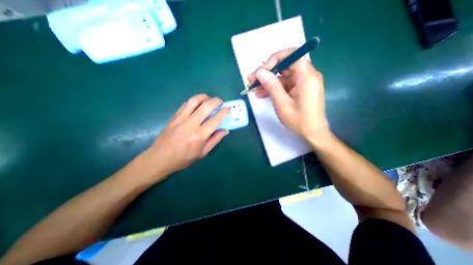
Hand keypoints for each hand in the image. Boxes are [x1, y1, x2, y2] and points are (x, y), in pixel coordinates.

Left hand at [134, 94, 230, 182]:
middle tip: (220, 102)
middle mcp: (191, 124)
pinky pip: (185, 104)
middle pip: (206, 106)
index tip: (228, 109)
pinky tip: (198, 104)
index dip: (224, 112)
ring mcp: (181, 118)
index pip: (215, 120)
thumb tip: (225, 130)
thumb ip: (215, 140)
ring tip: (209, 99)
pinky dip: (194, 101)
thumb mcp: (203, 153)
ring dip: (204, 97)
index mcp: (199, 135)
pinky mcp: (174, 116)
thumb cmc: (184, 158)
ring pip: (194, 101)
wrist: (160, 158)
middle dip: (216, 101)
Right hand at [248, 48, 328, 141]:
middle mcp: (306, 76)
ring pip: (282, 76)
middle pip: (285, 66)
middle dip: (267, 72)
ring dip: (267, 82)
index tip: (261, 71)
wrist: (312, 133)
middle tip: (252, 80)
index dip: (275, 60)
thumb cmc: (299, 120)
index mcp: (306, 76)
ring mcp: (302, 83)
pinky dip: (273, 89)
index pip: (292, 55)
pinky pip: (285, 85)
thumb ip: (272, 86)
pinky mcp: (299, 89)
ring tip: (253, 88)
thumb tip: (260, 72)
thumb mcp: (282, 104)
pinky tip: (261, 94)